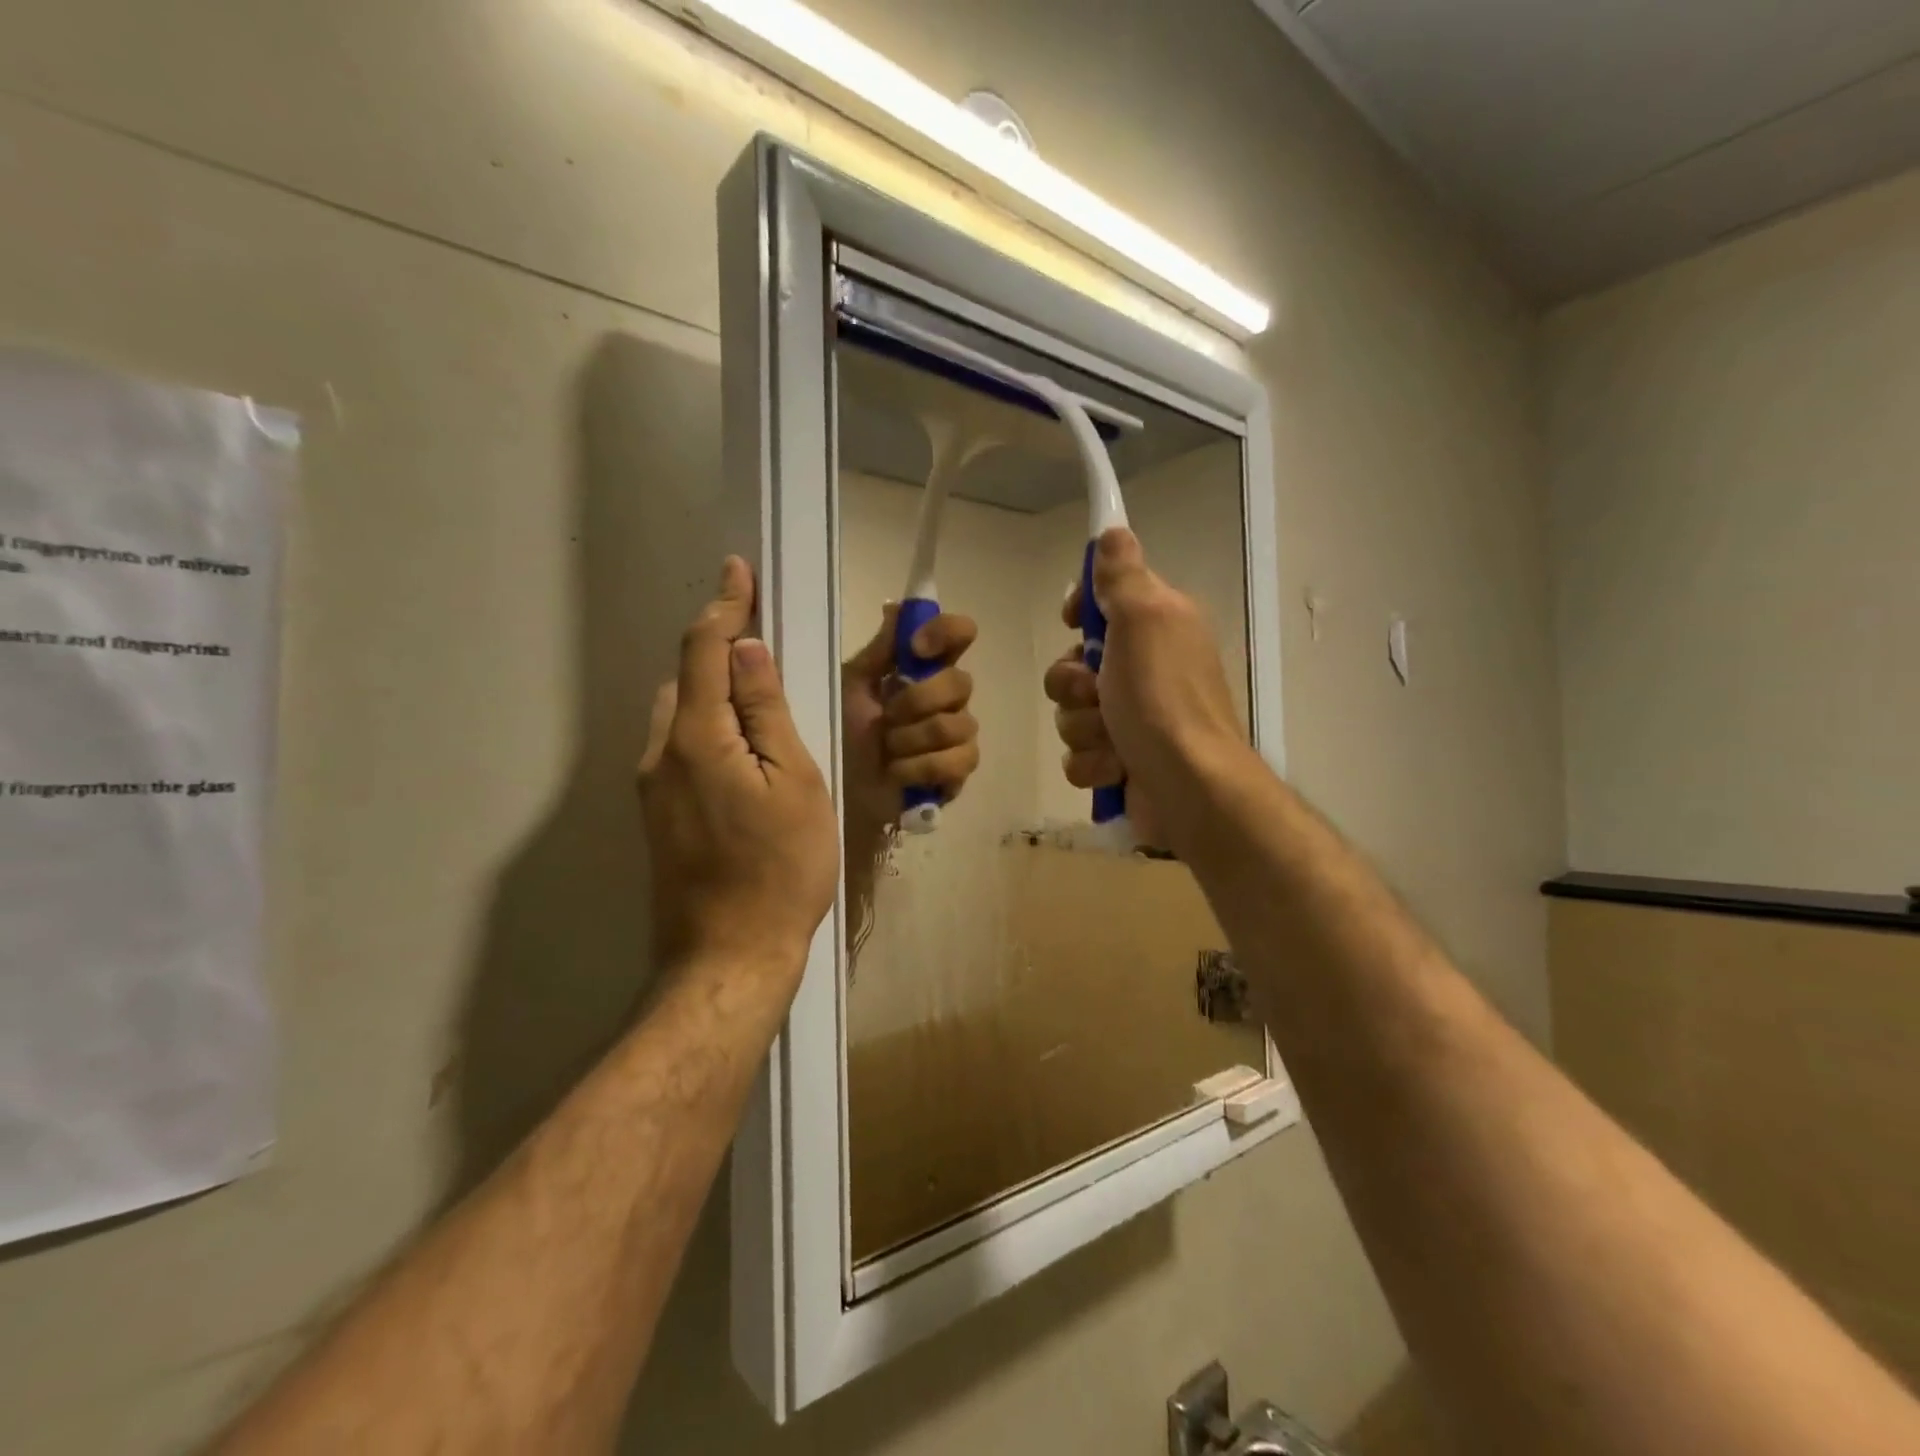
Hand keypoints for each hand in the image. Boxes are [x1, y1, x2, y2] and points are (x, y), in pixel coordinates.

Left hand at [639, 557, 837, 976]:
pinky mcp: (658, 813)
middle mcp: (660, 753)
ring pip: (680, 713)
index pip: (705, 650)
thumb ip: (766, 712)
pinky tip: (741, 745)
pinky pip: (679, 745)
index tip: (738, 570)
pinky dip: (707, 724)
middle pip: (686, 678)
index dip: (724, 605)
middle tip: (764, 636)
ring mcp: (652, 787)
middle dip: (718, 646)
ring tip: (758, 691)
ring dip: (712, 688)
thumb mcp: (795, 783)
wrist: (730, 955)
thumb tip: (747, 649)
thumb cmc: (781, 869)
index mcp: (697, 738)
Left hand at [842, 605, 980, 831]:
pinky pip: (957, 760)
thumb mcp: (852, 685)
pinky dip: (919, 767)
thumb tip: (897, 606)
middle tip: (886, 717)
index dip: (946, 633)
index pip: (959, 634)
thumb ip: (879, 650)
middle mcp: (949, 697)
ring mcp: (959, 734)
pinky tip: (898, 773)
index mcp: (924, 669)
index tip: (916, 649)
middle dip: (916, 702)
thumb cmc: (844, 732)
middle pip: (961, 682)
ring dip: (911, 740)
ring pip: (956, 724)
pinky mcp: (959, 770)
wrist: (842, 787)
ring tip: (888, 751)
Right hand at [1044, 528, 1249, 850]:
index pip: (1104, 600)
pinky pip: (1079, 753)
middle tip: (1098, 693)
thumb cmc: (1163, 699)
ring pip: (1071, 711)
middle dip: (1074, 684)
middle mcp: (1145, 668)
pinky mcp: (1120, 760)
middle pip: (1074, 663)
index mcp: (1158, 627)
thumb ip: (1123, 576)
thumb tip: (1113, 530)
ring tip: (1113, 740)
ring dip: (1083, 728)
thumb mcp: (1144, 620)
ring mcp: (1131, 718)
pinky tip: (1115, 769)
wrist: (1187, 787)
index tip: (1075, 621)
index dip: (1082, 610)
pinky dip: (1093, 763)